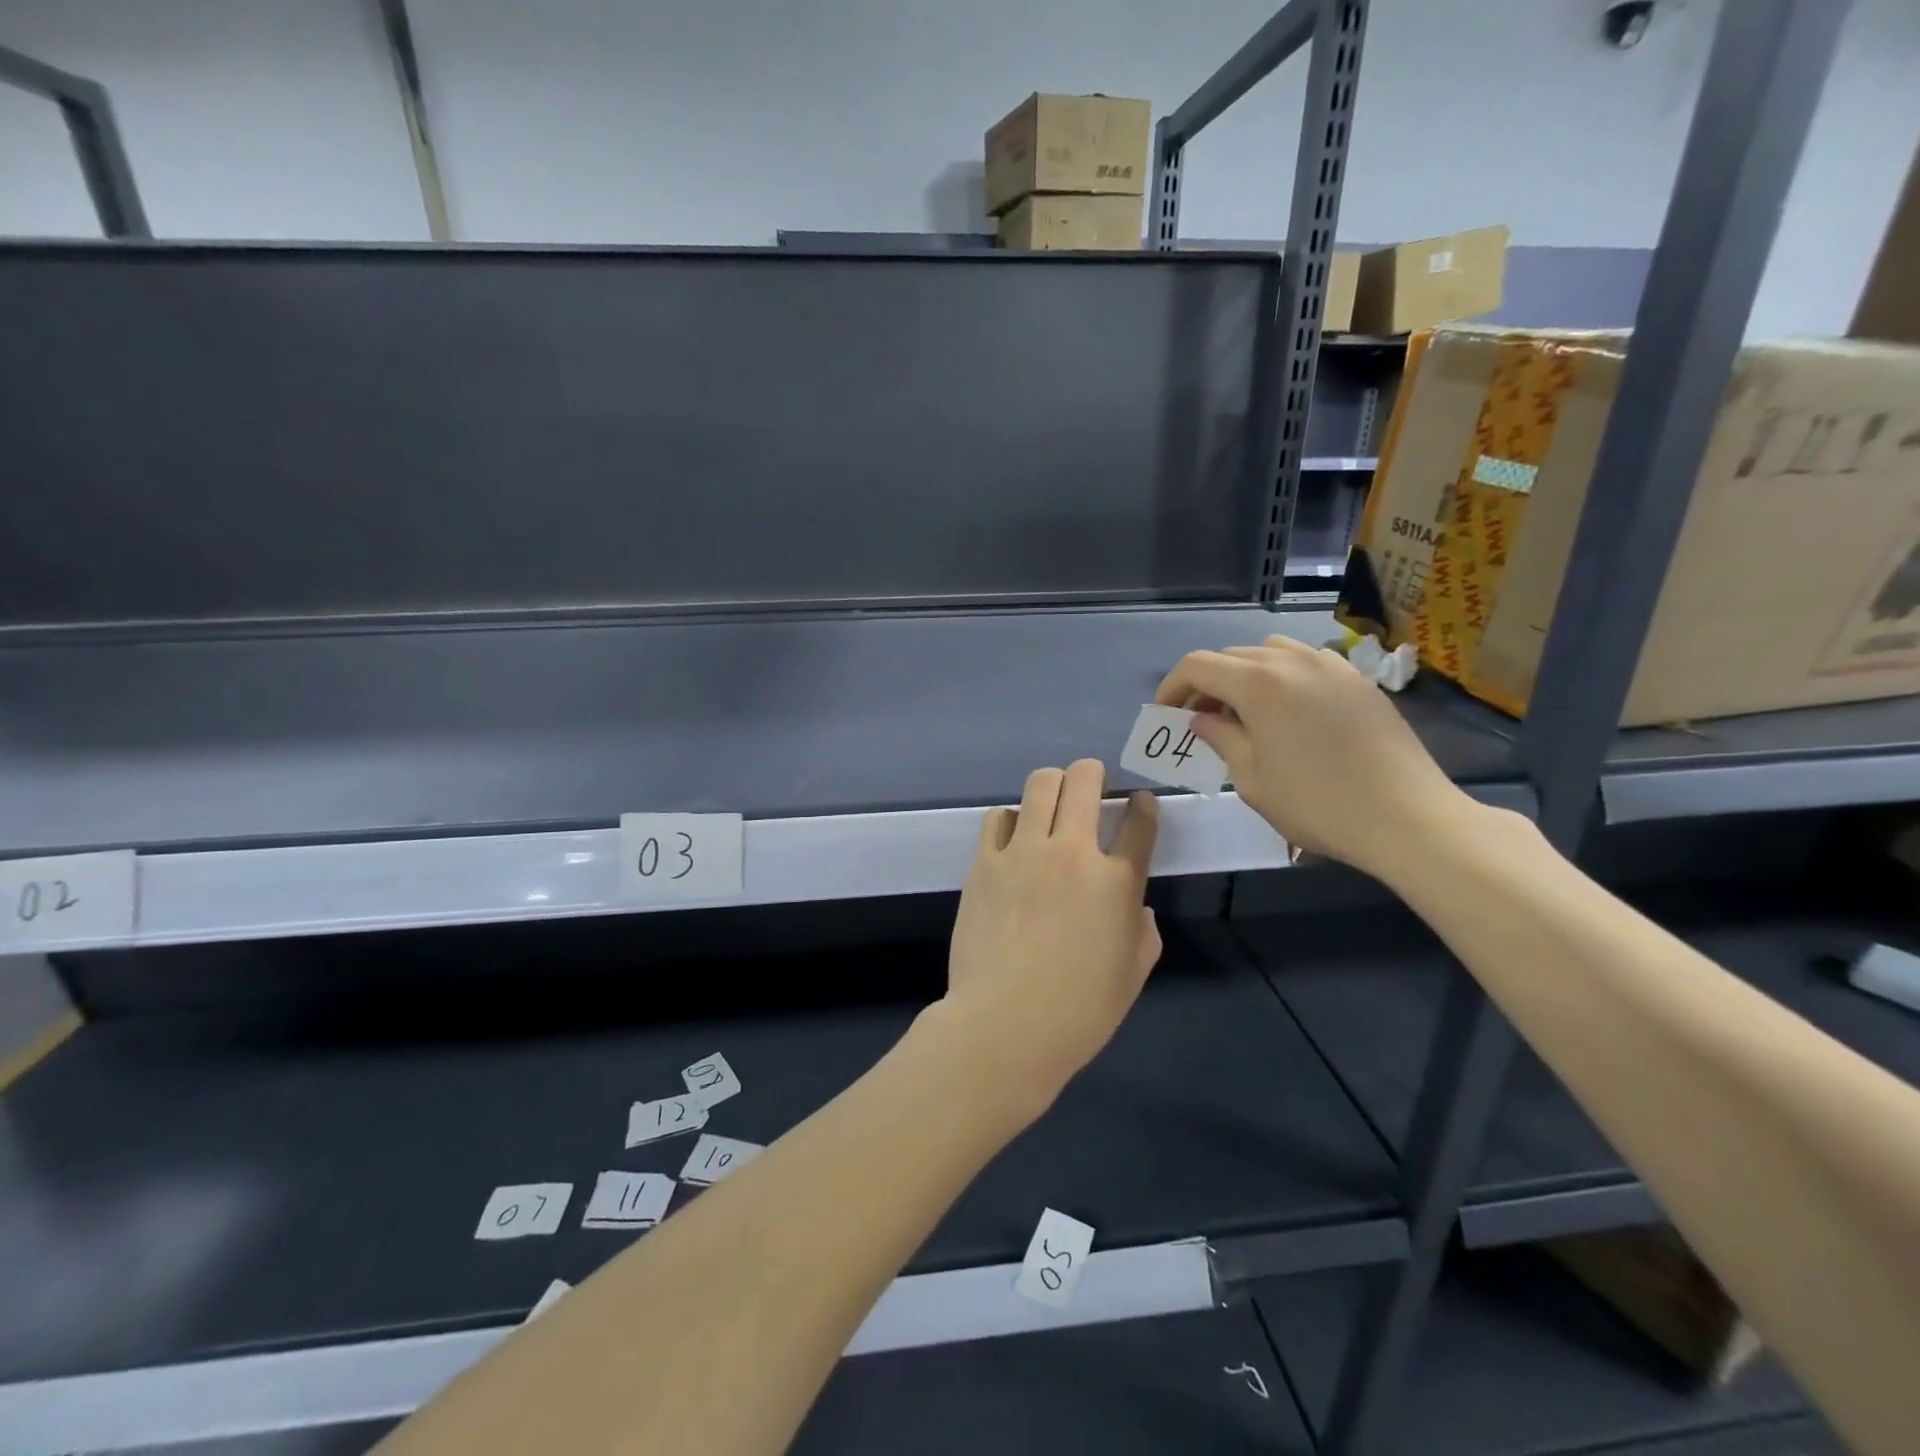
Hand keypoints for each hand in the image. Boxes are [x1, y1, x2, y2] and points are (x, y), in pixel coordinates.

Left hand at [942, 760, 1160, 1108]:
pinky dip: (1010, 819)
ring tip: (1052, 801)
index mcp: (1117, 882)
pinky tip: (1013, 837)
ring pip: (1040, 784)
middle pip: (1085, 780)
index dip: (1144, 806)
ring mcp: (1024, 853)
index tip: (1139, 804)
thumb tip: (1136, 908)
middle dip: (1093, 773)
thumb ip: (1143, 932)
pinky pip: (997, 817)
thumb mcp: (1132, 975)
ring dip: (1053, 785)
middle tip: (1092, 787)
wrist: (1006, 1025)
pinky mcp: (985, 862)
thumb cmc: (1079, 1011)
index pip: (1139, 822)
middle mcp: (1073, 853)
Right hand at [1155, 635, 1478, 881]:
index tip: (1165, 715)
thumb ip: (1220, 739)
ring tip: (1244, 712)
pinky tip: (1289, 712)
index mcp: (1258, 683)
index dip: (1172, 686)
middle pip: (1232, 656)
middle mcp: (1292, 661)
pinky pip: (1306, 662)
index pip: (1198, 666)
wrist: (1406, 817)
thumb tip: (1202, 719)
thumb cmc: (1317, 804)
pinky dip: (1283, 677)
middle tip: (1200, 721)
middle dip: (1207, 684)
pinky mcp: (1358, 680)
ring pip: (1270, 652)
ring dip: (1245, 675)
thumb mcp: (1251, 779)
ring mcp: (1331, 666)